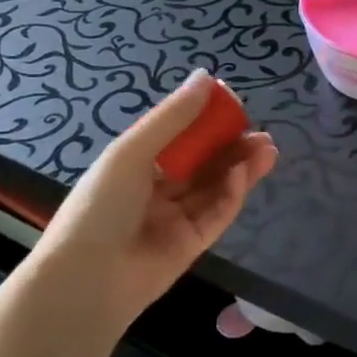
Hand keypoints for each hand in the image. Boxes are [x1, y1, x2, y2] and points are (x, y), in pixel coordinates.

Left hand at [27, 72, 276, 327]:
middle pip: (203, 164)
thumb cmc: (100, 206)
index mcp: (134, 167)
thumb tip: (207, 77)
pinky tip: (245, 174)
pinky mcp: (194, 243)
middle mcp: (156, 191)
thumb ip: (173, 117)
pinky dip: (233, 192)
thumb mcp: (132, 152)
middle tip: (261, 133)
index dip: (206, 122)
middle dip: (232, 146)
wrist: (89, 279)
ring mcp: (176, 218)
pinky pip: (218, 213)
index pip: (178, 139)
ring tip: (267, 148)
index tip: (235, 107)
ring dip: (241, 167)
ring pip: (215, 187)